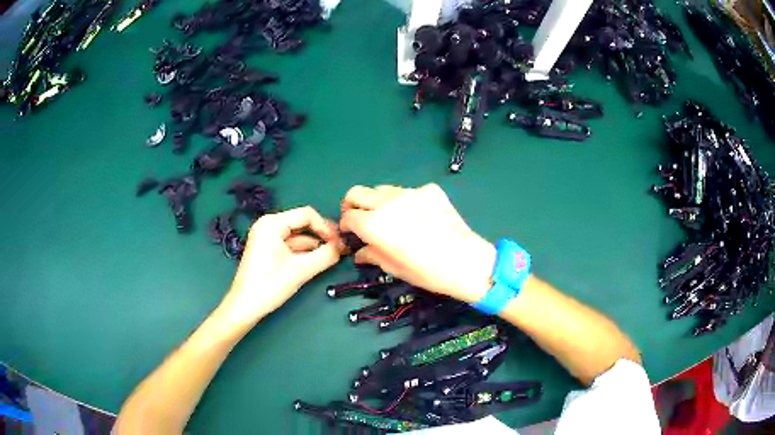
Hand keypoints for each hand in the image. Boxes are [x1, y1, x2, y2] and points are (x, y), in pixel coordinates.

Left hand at [219, 207, 342, 324]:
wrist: (245, 307)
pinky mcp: (267, 249)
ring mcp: (266, 237)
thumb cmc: (270, 285)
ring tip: (333, 255)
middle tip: (340, 248)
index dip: (326, 227)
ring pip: (297, 235)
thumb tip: (344, 247)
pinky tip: (318, 260)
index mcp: (272, 223)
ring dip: (315, 245)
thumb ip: (325, 255)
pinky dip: (304, 251)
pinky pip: (290, 244)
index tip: (340, 243)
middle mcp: (268, 224)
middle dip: (322, 236)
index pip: (306, 215)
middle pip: (302, 223)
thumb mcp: (301, 270)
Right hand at [340, 184, 494, 303]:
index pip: (349, 216)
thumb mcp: (394, 268)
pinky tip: (418, 216)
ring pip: (382, 189)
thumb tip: (360, 252)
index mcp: (374, 224)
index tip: (351, 232)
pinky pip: (409, 191)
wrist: (466, 261)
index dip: (346, 225)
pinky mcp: (430, 189)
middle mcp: (388, 202)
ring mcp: (410, 192)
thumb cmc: (426, 271)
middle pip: (357, 192)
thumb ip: (372, 254)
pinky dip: (406, 201)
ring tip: (390, 217)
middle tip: (359, 218)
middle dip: (352, 204)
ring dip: (378, 201)